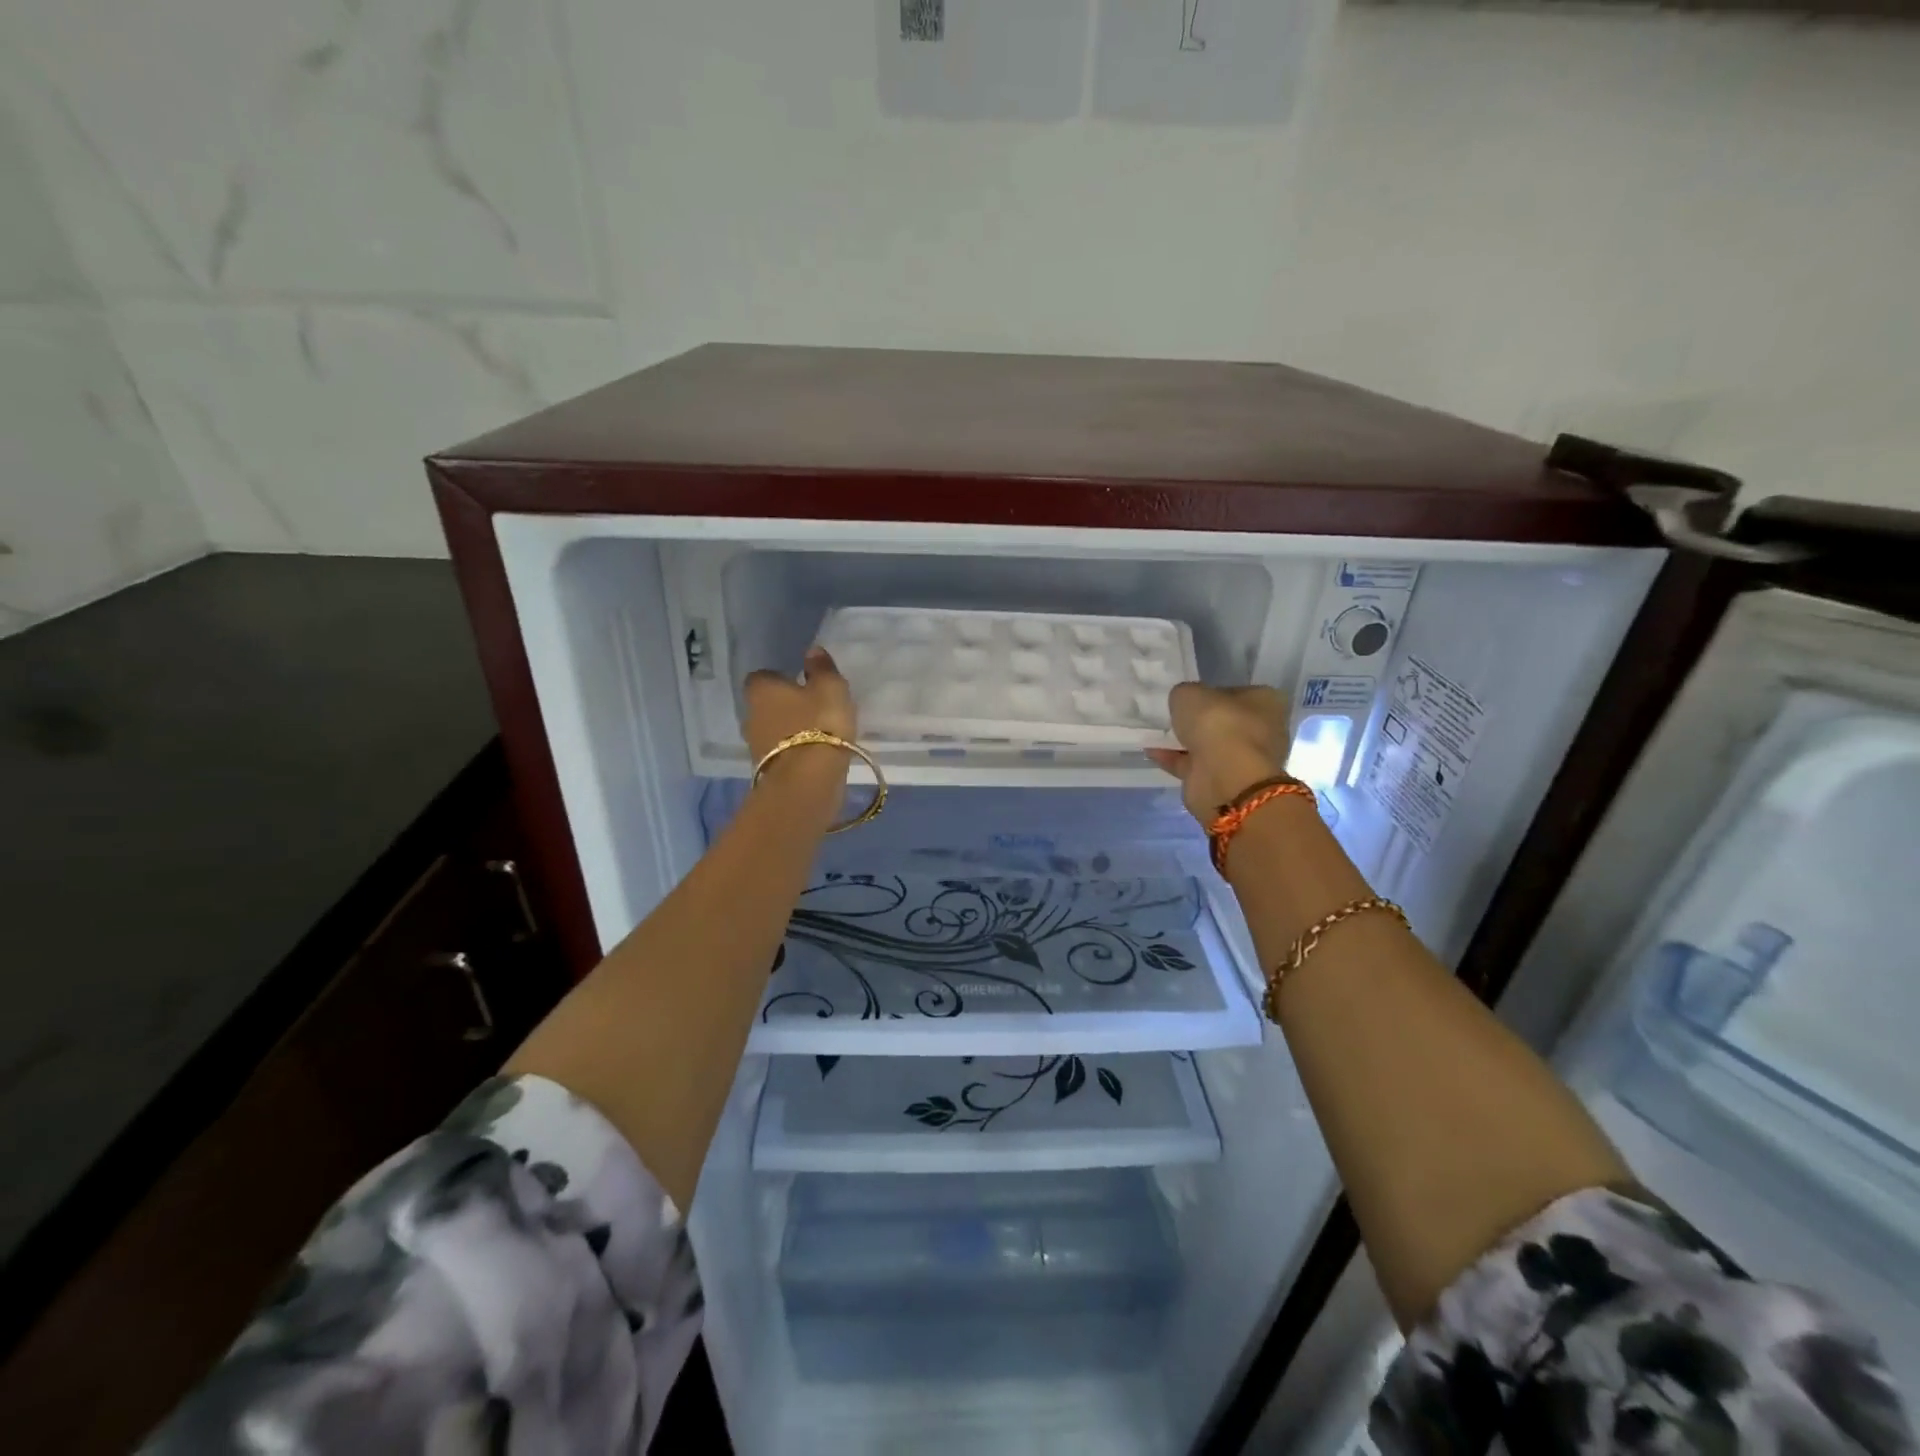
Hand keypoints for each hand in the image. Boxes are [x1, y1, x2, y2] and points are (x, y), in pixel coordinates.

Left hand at [743, 648, 858, 788]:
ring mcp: (755, 745)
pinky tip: (813, 754)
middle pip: (765, 704)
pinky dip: (792, 751)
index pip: (763, 676)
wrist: (808, 779)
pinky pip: (779, 753)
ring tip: (816, 733)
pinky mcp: (765, 770)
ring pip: (771, 730)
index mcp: (761, 689)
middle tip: (810, 708)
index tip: (802, 684)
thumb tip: (812, 651)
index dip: (781, 679)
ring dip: (787, 730)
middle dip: (783, 705)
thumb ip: (822, 668)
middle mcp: (750, 714)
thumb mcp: (830, 688)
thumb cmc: (819, 723)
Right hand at [1146, 683, 1292, 820]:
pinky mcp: (1225, 781)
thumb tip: (1183, 702)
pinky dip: (1175, 759)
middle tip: (1171, 715)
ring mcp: (1244, 759)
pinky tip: (1152, 751)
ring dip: (1185, 741)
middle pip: (1224, 721)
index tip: (1189, 696)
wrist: (1224, 778)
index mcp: (1266, 702)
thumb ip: (1185, 694)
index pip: (1237, 692)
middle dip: (1199, 721)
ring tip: (1156, 733)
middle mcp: (1262, 730)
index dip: (1212, 692)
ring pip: (1209, 745)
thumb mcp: (1190, 693)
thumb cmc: (1217, 724)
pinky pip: (1195, 765)